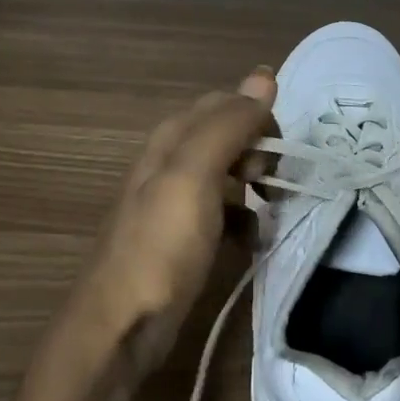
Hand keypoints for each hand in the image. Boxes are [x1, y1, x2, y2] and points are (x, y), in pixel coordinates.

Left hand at [59, 68, 276, 387]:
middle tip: (273, 183)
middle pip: (228, 137)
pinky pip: (224, 213)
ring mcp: (176, 202)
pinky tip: (253, 241)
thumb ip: (228, 126)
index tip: (278, 153)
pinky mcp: (183, 238)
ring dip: (257, 186)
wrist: (121, 326)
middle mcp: (171, 163)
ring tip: (273, 209)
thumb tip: (264, 74)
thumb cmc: (161, 247)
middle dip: (260, 152)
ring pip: (229, 175)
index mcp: (171, 139)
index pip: (226, 104)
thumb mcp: (194, 177)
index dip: (259, 119)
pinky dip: (245, 220)